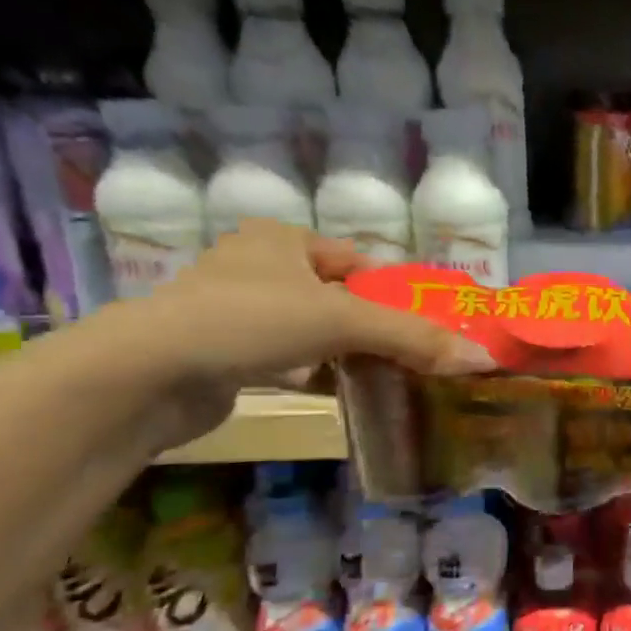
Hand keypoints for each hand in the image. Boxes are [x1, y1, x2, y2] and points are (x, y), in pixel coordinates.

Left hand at [98, 221, 494, 448]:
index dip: (393, 290)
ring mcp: (237, 312)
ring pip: (313, 330)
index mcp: (282, 239)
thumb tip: (484, 359)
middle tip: (415, 353)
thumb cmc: (248, 321)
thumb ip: (413, 338)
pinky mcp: (225, 354)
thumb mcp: (341, 321)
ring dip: (346, 352)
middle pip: (338, 297)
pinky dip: (315, 373)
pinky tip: (342, 391)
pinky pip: (287, 358)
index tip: (425, 322)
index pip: (357, 261)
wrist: (145, 375)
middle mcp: (258, 267)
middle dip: (373, 326)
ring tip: (389, 374)